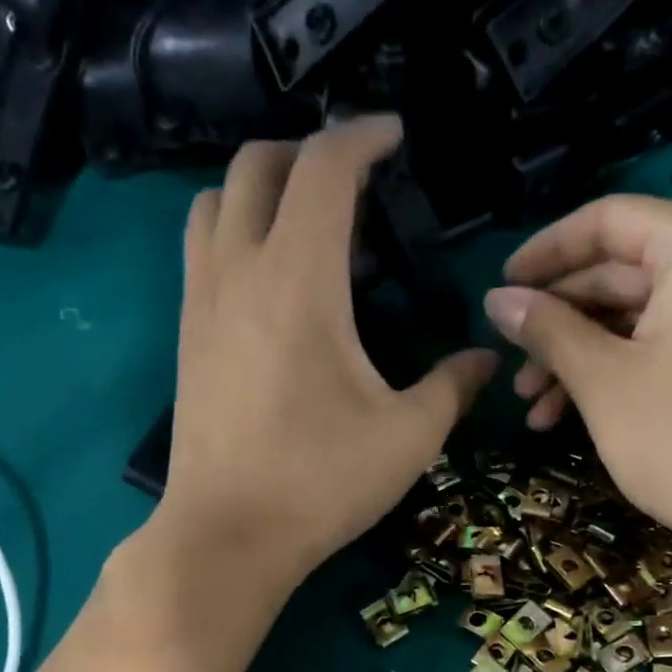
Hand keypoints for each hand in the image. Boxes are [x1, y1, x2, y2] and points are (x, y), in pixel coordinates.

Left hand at [157, 117, 496, 584]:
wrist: (229, 535)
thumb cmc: (323, 481)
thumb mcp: (410, 436)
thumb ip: (453, 386)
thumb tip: (485, 359)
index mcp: (299, 278)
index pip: (324, 168)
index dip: (362, 137)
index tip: (394, 136)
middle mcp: (239, 270)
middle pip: (255, 165)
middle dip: (306, 150)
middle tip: (353, 176)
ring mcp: (201, 302)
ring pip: (213, 203)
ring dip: (259, 188)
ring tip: (305, 219)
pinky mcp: (186, 337)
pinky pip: (201, 251)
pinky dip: (234, 232)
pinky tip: (271, 278)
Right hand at [483, 195, 671, 565]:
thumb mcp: (601, 380)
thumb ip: (546, 328)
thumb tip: (495, 299)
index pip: (608, 221)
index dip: (545, 253)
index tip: (501, 288)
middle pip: (620, 270)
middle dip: (558, 323)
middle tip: (510, 366)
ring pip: (635, 313)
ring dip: (578, 355)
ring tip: (532, 407)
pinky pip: (662, 339)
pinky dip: (616, 368)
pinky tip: (567, 413)